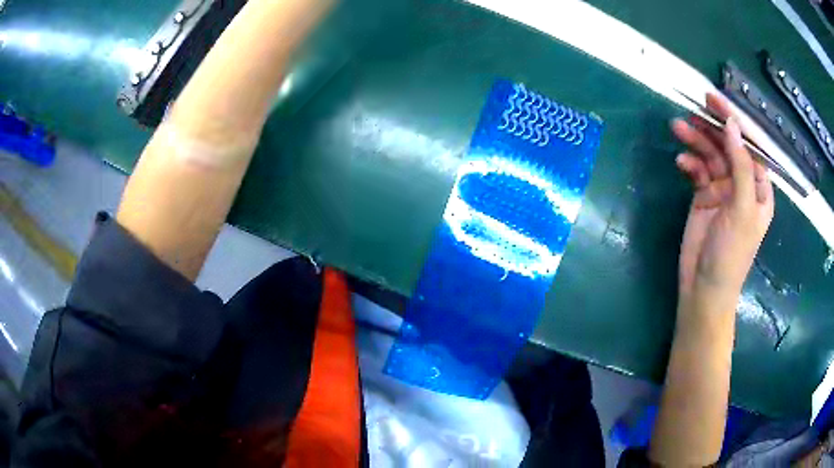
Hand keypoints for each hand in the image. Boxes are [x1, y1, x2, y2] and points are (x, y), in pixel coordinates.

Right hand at [671, 93, 773, 299]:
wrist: (704, 287)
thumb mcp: (742, 209)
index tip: (717, 100)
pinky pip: (697, 170)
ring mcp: (722, 189)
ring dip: (695, 140)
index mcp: (758, 187)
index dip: (736, 122)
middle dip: (711, 128)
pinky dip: (689, 163)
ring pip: (710, 154)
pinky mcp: (703, 195)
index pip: (750, 146)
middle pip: (727, 146)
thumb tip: (732, 125)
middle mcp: (742, 183)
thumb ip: (741, 166)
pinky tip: (681, 163)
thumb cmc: (732, 253)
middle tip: (693, 109)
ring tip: (677, 128)